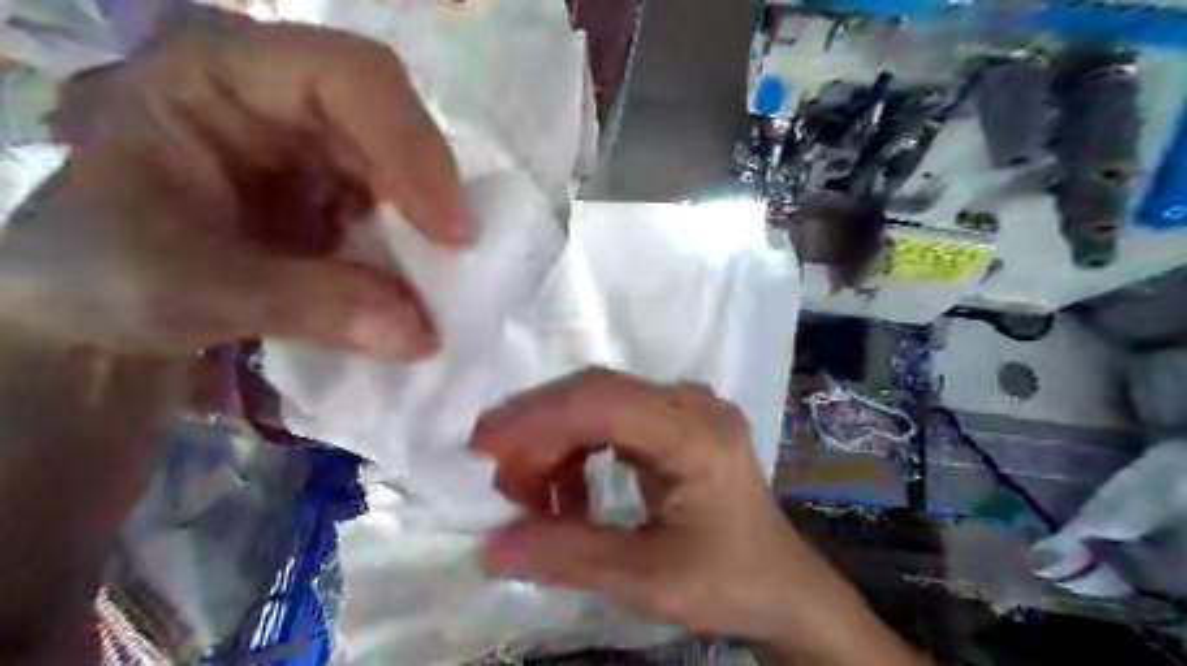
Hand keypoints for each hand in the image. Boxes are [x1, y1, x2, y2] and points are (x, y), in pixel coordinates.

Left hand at [1, 6, 462, 357]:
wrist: (95, 298)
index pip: (348, 78)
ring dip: (426, 231)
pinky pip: (397, 209)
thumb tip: (423, 335)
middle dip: (430, 198)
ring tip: (438, 285)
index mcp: (219, 75)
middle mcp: (281, 96)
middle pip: (393, 123)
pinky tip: (412, 283)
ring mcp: (314, 144)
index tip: (449, 234)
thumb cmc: (105, 271)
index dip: (413, 148)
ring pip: (404, 169)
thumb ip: (313, 307)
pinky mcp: (336, 189)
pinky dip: (413, 250)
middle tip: (457, 268)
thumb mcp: (193, 290)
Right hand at [474, 369, 827, 644]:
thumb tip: (491, 547)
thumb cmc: (728, 581)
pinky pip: (612, 417)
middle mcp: (693, 404)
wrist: (781, 586)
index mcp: (698, 436)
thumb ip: (570, 555)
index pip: (605, 403)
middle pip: (597, 392)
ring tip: (529, 491)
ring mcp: (686, 407)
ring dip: (554, 439)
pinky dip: (577, 447)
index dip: (539, 421)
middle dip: (538, 429)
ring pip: (598, 400)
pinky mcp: (676, 421)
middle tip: (497, 474)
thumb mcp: (648, 579)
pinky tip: (567, 488)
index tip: (485, 451)